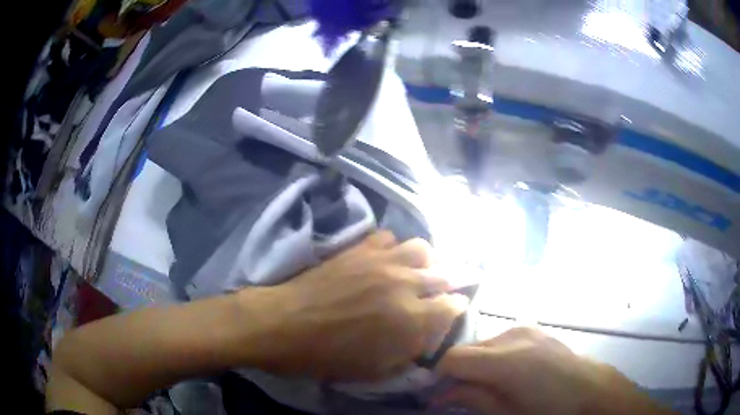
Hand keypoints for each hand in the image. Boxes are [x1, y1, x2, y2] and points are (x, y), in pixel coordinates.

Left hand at [240, 231, 469, 380]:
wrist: (284, 325)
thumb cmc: (329, 357)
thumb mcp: (377, 371)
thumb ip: (410, 352)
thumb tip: (425, 336)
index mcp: (413, 319)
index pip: (454, 305)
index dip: (456, 308)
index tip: (451, 311)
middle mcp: (405, 283)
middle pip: (445, 273)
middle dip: (447, 284)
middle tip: (435, 294)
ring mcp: (382, 261)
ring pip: (422, 248)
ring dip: (425, 262)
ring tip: (415, 273)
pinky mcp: (360, 249)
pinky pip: (388, 237)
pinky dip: (393, 248)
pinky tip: (384, 261)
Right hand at [435, 327, 673, 414]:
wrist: (589, 388)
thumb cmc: (549, 408)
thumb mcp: (507, 412)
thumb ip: (472, 398)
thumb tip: (438, 395)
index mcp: (507, 360)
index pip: (454, 358)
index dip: (439, 375)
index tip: (437, 392)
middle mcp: (513, 335)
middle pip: (466, 348)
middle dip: (458, 370)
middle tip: (460, 392)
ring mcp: (524, 328)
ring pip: (482, 343)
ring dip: (476, 363)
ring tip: (487, 383)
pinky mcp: (532, 328)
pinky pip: (499, 340)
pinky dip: (492, 355)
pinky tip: (505, 371)